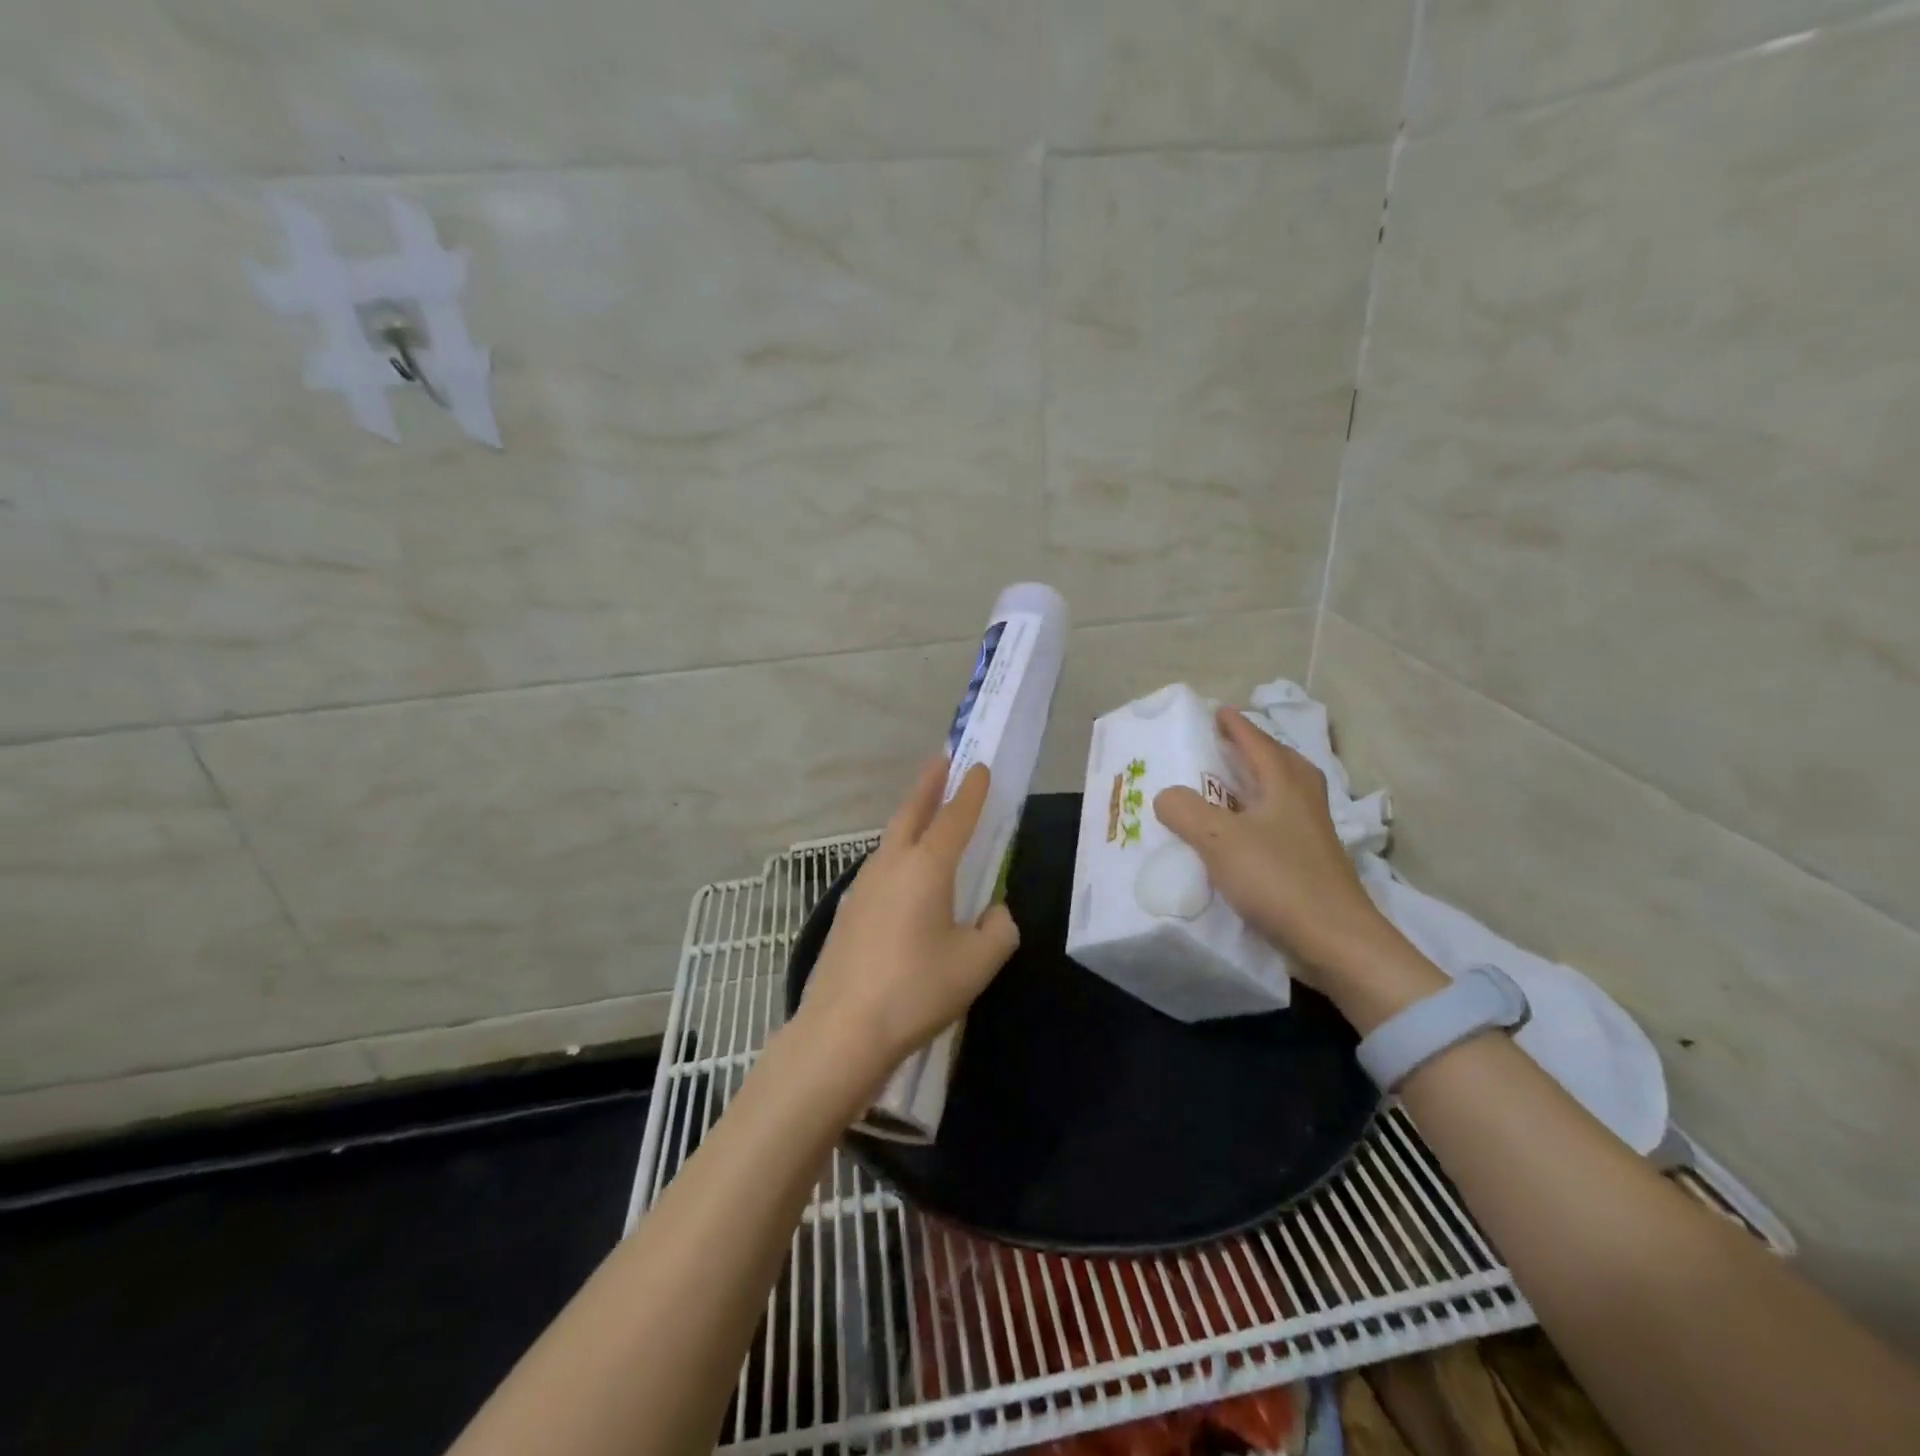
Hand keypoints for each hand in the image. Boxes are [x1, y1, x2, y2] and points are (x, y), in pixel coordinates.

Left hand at [794, 758, 1020, 1091]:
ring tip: (925, 814)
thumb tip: (995, 914)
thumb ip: (998, 931)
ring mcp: (863, 886)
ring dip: (910, 819)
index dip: (971, 792)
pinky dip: (896, 854)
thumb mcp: (977, 964)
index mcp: (927, 867)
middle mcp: (892, 865)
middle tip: (941, 762)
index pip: (955, 817)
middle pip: (912, 813)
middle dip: (929, 785)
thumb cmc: (916, 990)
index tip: (979, 767)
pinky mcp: (848, 911)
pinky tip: (902, 878)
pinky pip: (880, 868)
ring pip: (891, 840)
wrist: (843, 1030)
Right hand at [1153, 707, 1396, 986]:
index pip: (1258, 743)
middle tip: (1228, 746)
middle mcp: (1303, 803)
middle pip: (1282, 763)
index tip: (1217, 710)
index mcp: (1285, 785)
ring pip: (1285, 795)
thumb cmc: (1279, 880)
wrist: (1336, 942)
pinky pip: (1281, 826)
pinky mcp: (1311, 865)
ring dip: (1260, 784)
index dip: (1236, 726)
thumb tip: (1165, 795)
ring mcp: (1312, 836)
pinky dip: (1260, 818)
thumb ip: (1186, 811)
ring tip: (1230, 788)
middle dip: (1256, 750)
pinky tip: (1241, 837)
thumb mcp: (1220, 840)